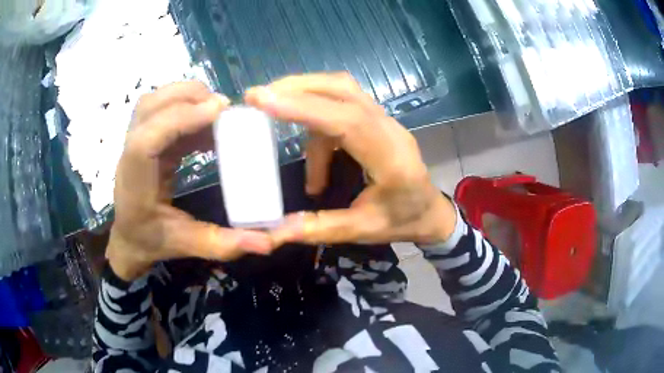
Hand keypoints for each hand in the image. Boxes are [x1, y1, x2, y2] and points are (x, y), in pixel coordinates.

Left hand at [108, 81, 272, 280]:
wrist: (128, 238)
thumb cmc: (151, 241)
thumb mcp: (188, 246)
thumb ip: (225, 244)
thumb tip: (268, 242)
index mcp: (136, 184)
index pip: (146, 140)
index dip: (179, 119)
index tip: (218, 111)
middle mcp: (129, 156)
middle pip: (149, 107)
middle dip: (187, 97)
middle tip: (223, 107)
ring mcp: (134, 142)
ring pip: (154, 102)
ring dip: (186, 96)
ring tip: (216, 109)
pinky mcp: (146, 138)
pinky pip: (163, 110)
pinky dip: (187, 108)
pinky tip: (208, 124)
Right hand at [245, 73, 456, 245]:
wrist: (431, 212)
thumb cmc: (402, 221)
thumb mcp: (362, 231)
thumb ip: (318, 228)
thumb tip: (274, 232)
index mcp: (391, 159)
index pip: (346, 121)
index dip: (303, 107)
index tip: (263, 99)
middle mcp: (389, 130)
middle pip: (343, 89)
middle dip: (297, 88)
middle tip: (259, 97)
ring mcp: (385, 121)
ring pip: (341, 92)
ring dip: (305, 103)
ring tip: (274, 121)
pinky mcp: (377, 121)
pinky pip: (342, 109)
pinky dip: (317, 127)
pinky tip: (313, 165)